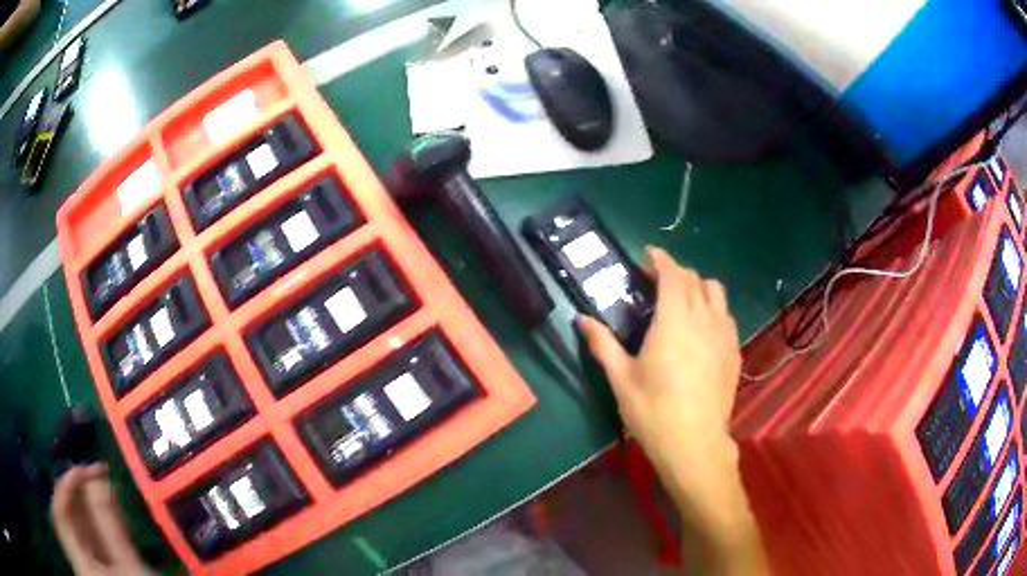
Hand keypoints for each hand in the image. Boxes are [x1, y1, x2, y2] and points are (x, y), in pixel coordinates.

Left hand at [52, 464, 150, 575]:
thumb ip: (111, 525)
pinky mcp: (95, 563)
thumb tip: (98, 478)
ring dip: (92, 505)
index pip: (61, 511)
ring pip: (80, 524)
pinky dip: (98, 521)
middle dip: (83, 493)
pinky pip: (89, 535)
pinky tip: (107, 510)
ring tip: (106, 490)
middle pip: (70, 515)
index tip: (83, 469)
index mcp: (80, 559)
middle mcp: (78, 556)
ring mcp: (85, 561)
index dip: (66, 484)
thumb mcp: (130, 567)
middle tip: (100, 476)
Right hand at [579, 247, 765, 574]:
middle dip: (677, 272)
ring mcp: (723, 335)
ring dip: (699, 286)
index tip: (649, 255)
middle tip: (658, 281)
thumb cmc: (653, 411)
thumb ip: (602, 344)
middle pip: (696, 279)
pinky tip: (702, 327)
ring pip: (717, 293)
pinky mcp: (734, 352)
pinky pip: (727, 316)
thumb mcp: (621, 379)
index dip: (661, 259)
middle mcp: (703, 319)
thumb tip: (581, 318)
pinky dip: (714, 308)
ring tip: (684, 300)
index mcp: (673, 321)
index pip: (673, 274)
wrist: (694, 444)